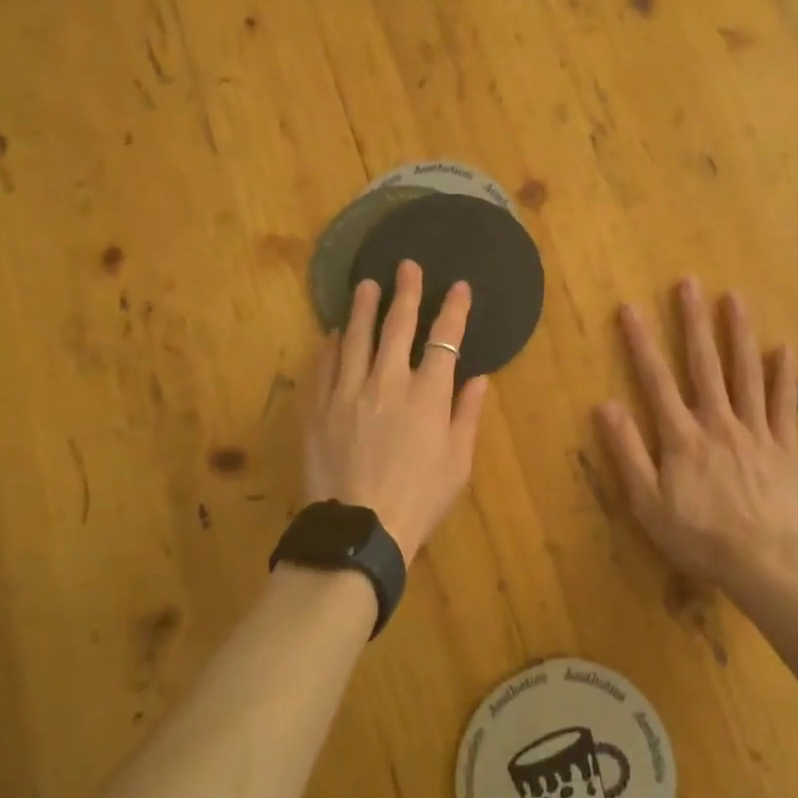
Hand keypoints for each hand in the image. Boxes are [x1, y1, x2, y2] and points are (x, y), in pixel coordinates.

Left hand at [303, 260, 490, 565]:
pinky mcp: (319, 408)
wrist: (358, 531)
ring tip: (366, 285)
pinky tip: (335, 333)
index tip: (458, 286)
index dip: (454, 309)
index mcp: (427, 395)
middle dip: (406, 292)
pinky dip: (331, 346)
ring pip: (356, 338)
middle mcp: (388, 382)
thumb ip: (467, 415)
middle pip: (398, 326)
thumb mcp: (458, 463)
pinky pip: (324, 367)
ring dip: (363, 308)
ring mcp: (348, 392)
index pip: (445, 339)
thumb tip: (479, 379)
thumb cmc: (418, 499)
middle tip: (406, 266)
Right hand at [598, 279, 797, 589]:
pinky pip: (785, 405)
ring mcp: (755, 431)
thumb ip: (628, 452)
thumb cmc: (699, 538)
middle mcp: (718, 422)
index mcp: (682, 436)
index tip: (630, 308)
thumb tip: (606, 406)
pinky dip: (784, 376)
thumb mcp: (648, 503)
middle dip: (694, 321)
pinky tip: (785, 349)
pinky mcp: (785, 447)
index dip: (641, 342)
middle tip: (689, 283)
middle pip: (704, 364)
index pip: (656, 379)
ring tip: (735, 298)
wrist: (765, 564)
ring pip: (746, 373)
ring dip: (739, 333)